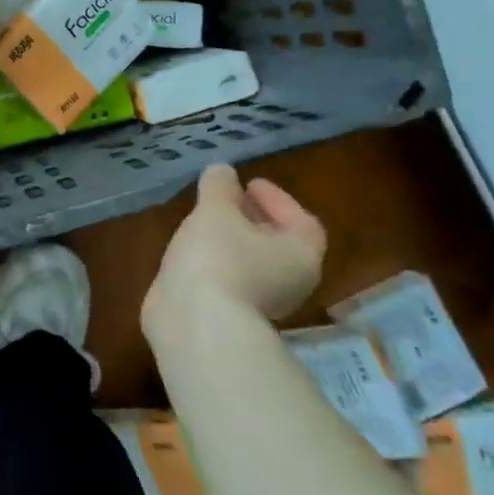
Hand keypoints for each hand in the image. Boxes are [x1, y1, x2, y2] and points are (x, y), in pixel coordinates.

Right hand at [143, 164, 325, 336]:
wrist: (196, 323)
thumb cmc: (218, 259)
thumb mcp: (216, 211)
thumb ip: (219, 186)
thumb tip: (222, 171)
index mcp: (300, 255)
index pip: (303, 221)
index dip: (278, 199)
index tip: (249, 183)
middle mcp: (290, 282)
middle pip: (278, 243)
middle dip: (252, 218)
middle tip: (225, 199)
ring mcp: (260, 303)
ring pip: (251, 262)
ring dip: (232, 240)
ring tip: (203, 222)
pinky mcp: (230, 315)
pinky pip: (229, 278)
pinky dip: (215, 261)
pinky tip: (191, 251)